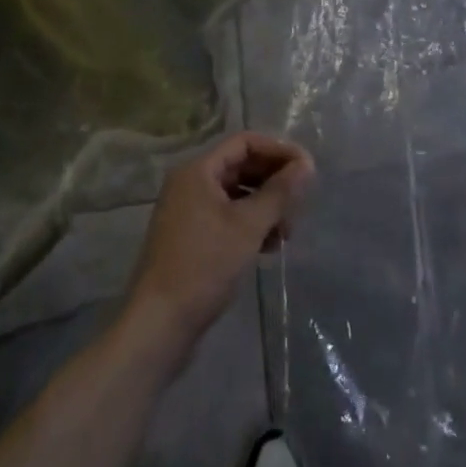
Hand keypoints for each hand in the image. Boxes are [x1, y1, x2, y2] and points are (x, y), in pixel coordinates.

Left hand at [123, 131, 313, 361]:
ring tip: (286, 232)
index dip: (278, 151)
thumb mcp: (249, 226)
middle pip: (241, 166)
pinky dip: (250, 225)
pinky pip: (227, 217)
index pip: (245, 142)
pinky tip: (268, 247)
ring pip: (237, 194)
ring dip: (265, 207)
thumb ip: (279, 192)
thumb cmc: (204, 265)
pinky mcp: (191, 238)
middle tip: (300, 204)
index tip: (307, 170)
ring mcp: (188, 212)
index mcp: (198, 171)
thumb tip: (307, 164)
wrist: (159, 324)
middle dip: (274, 182)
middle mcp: (190, 184)